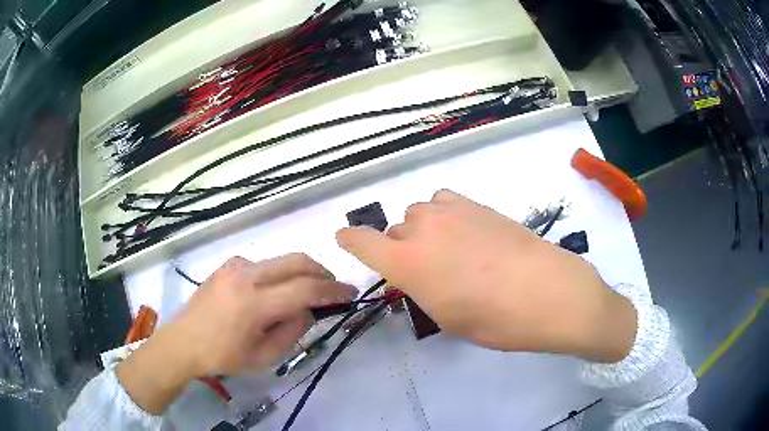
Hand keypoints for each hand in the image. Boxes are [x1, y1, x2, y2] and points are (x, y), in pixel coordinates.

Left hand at [116, 254, 354, 413]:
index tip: (350, 293)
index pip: (305, 289)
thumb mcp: (264, 356)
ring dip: (301, 272)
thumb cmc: (224, 356)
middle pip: (297, 261)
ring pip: (281, 259)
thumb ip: (293, 331)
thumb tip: (308, 309)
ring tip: (305, 293)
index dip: (332, 290)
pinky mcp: (228, 264)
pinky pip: (263, 263)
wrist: (184, 341)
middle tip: (332, 288)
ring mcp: (235, 266)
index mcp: (254, 304)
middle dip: (322, 272)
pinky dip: (279, 274)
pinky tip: (273, 293)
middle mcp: (246, 276)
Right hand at [336, 190, 635, 362]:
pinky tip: (463, 230)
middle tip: (426, 269)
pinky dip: (444, 213)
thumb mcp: (447, 318)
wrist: (550, 293)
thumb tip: (420, 274)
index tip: (346, 239)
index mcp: (408, 263)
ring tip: (447, 249)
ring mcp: (452, 212)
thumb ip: (423, 289)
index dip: (350, 240)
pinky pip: (444, 200)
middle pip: (394, 229)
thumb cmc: (496, 321)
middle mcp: (423, 230)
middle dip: (401, 247)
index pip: (362, 241)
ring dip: (423, 229)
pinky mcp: (478, 205)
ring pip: (419, 212)